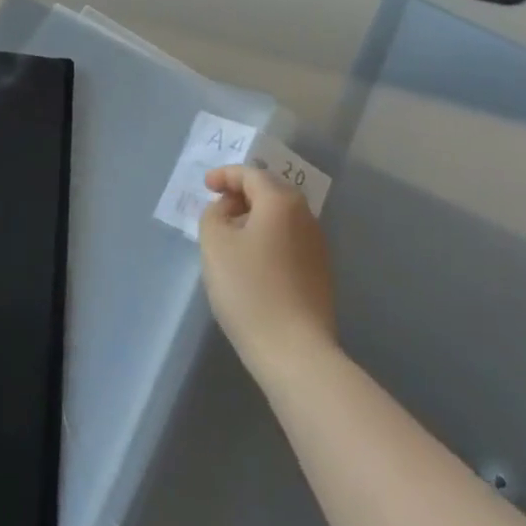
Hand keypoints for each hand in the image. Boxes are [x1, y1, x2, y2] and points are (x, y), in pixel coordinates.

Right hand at [199, 166, 336, 379]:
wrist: (295, 351)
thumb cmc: (250, 289)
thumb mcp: (215, 244)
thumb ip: (214, 214)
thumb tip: (227, 209)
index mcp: (281, 202)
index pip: (251, 174)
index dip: (225, 175)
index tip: (205, 185)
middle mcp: (305, 216)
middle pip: (270, 192)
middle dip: (241, 194)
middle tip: (217, 207)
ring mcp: (317, 245)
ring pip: (280, 217)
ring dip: (254, 218)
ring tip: (230, 235)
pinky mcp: (320, 273)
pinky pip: (288, 240)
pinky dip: (267, 238)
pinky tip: (252, 261)